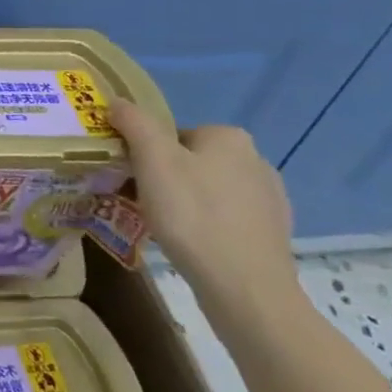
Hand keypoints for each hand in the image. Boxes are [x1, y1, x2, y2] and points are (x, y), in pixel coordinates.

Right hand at [110, 98, 301, 323]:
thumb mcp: (152, 159)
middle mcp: (256, 160)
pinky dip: (206, 226)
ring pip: (207, 190)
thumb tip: (118, 102)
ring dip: (185, 203)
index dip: (146, 155)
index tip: (133, 178)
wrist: (246, 289)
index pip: (172, 134)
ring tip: (166, 229)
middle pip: (189, 160)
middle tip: (142, 204)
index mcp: (229, 137)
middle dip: (165, 179)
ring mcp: (270, 199)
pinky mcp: (272, 233)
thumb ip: (133, 122)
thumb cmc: (193, 215)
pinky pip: (225, 218)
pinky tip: (194, 246)